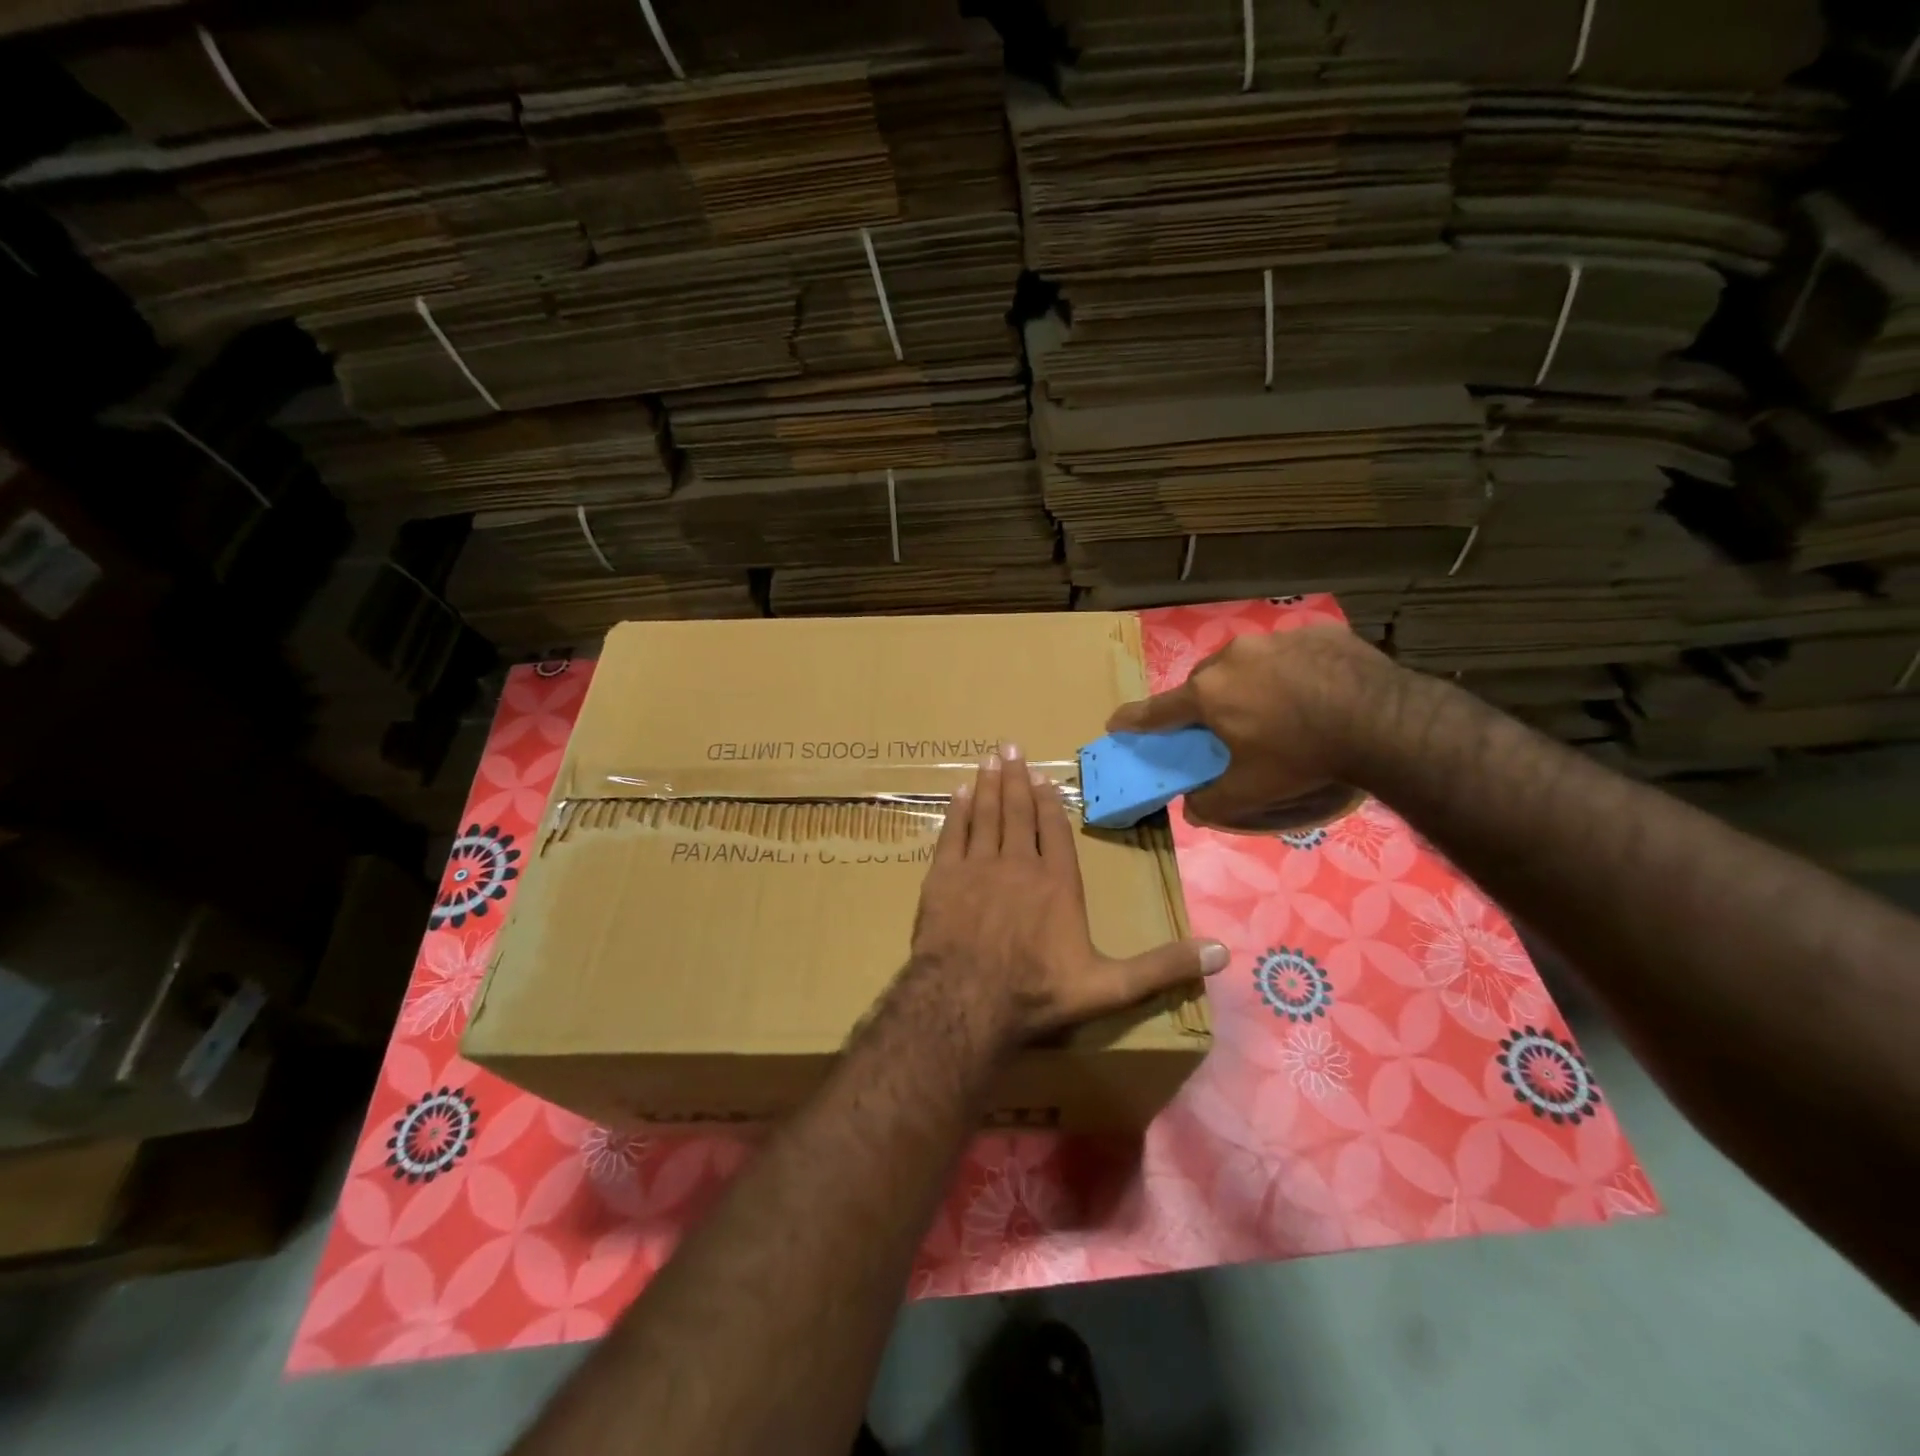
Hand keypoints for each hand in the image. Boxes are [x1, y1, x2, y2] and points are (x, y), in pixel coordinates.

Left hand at [910, 743, 1228, 1044]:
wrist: (967, 1001)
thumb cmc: (1038, 993)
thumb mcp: (1110, 987)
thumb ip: (1162, 967)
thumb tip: (1223, 952)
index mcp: (1058, 883)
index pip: (1054, 831)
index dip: (1048, 803)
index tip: (1042, 778)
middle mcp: (1019, 864)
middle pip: (1018, 812)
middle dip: (1016, 779)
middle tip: (1011, 748)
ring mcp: (978, 866)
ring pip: (986, 814)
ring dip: (989, 785)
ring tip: (989, 759)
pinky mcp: (943, 876)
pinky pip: (953, 833)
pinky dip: (957, 810)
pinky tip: (959, 792)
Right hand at [1106, 627, 1398, 830]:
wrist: (1382, 720)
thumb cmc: (1303, 757)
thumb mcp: (1253, 791)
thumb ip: (1214, 802)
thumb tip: (1192, 811)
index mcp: (1209, 694)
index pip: (1158, 710)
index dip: (1134, 720)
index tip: (1115, 723)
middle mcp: (1233, 658)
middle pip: (1204, 683)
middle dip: (1206, 703)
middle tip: (1224, 727)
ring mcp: (1276, 639)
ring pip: (1246, 662)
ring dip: (1249, 683)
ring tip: (1277, 708)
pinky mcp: (1317, 633)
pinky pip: (1290, 653)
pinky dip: (1291, 671)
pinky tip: (1315, 692)